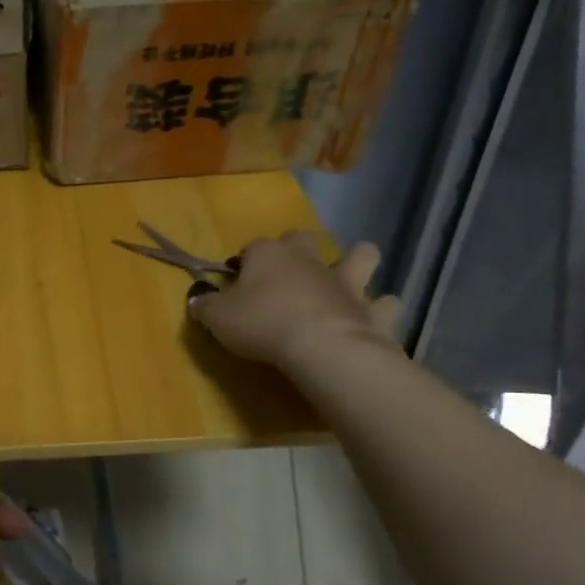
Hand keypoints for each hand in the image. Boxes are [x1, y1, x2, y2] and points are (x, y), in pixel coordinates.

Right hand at [188, 232, 400, 377]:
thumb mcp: (217, 317)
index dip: (244, 262)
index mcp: (269, 255)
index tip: (236, 280)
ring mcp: (346, 282)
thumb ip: (204, 306)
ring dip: (357, 262)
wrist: (321, 346)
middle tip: (288, 272)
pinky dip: (381, 309)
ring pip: (362, 256)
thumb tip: (197, 299)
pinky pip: (387, 304)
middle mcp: (309, 260)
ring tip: (347, 280)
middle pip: (306, 238)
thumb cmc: (262, 324)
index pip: (252, 247)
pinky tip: (373, 318)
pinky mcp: (372, 309)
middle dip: (300, 247)